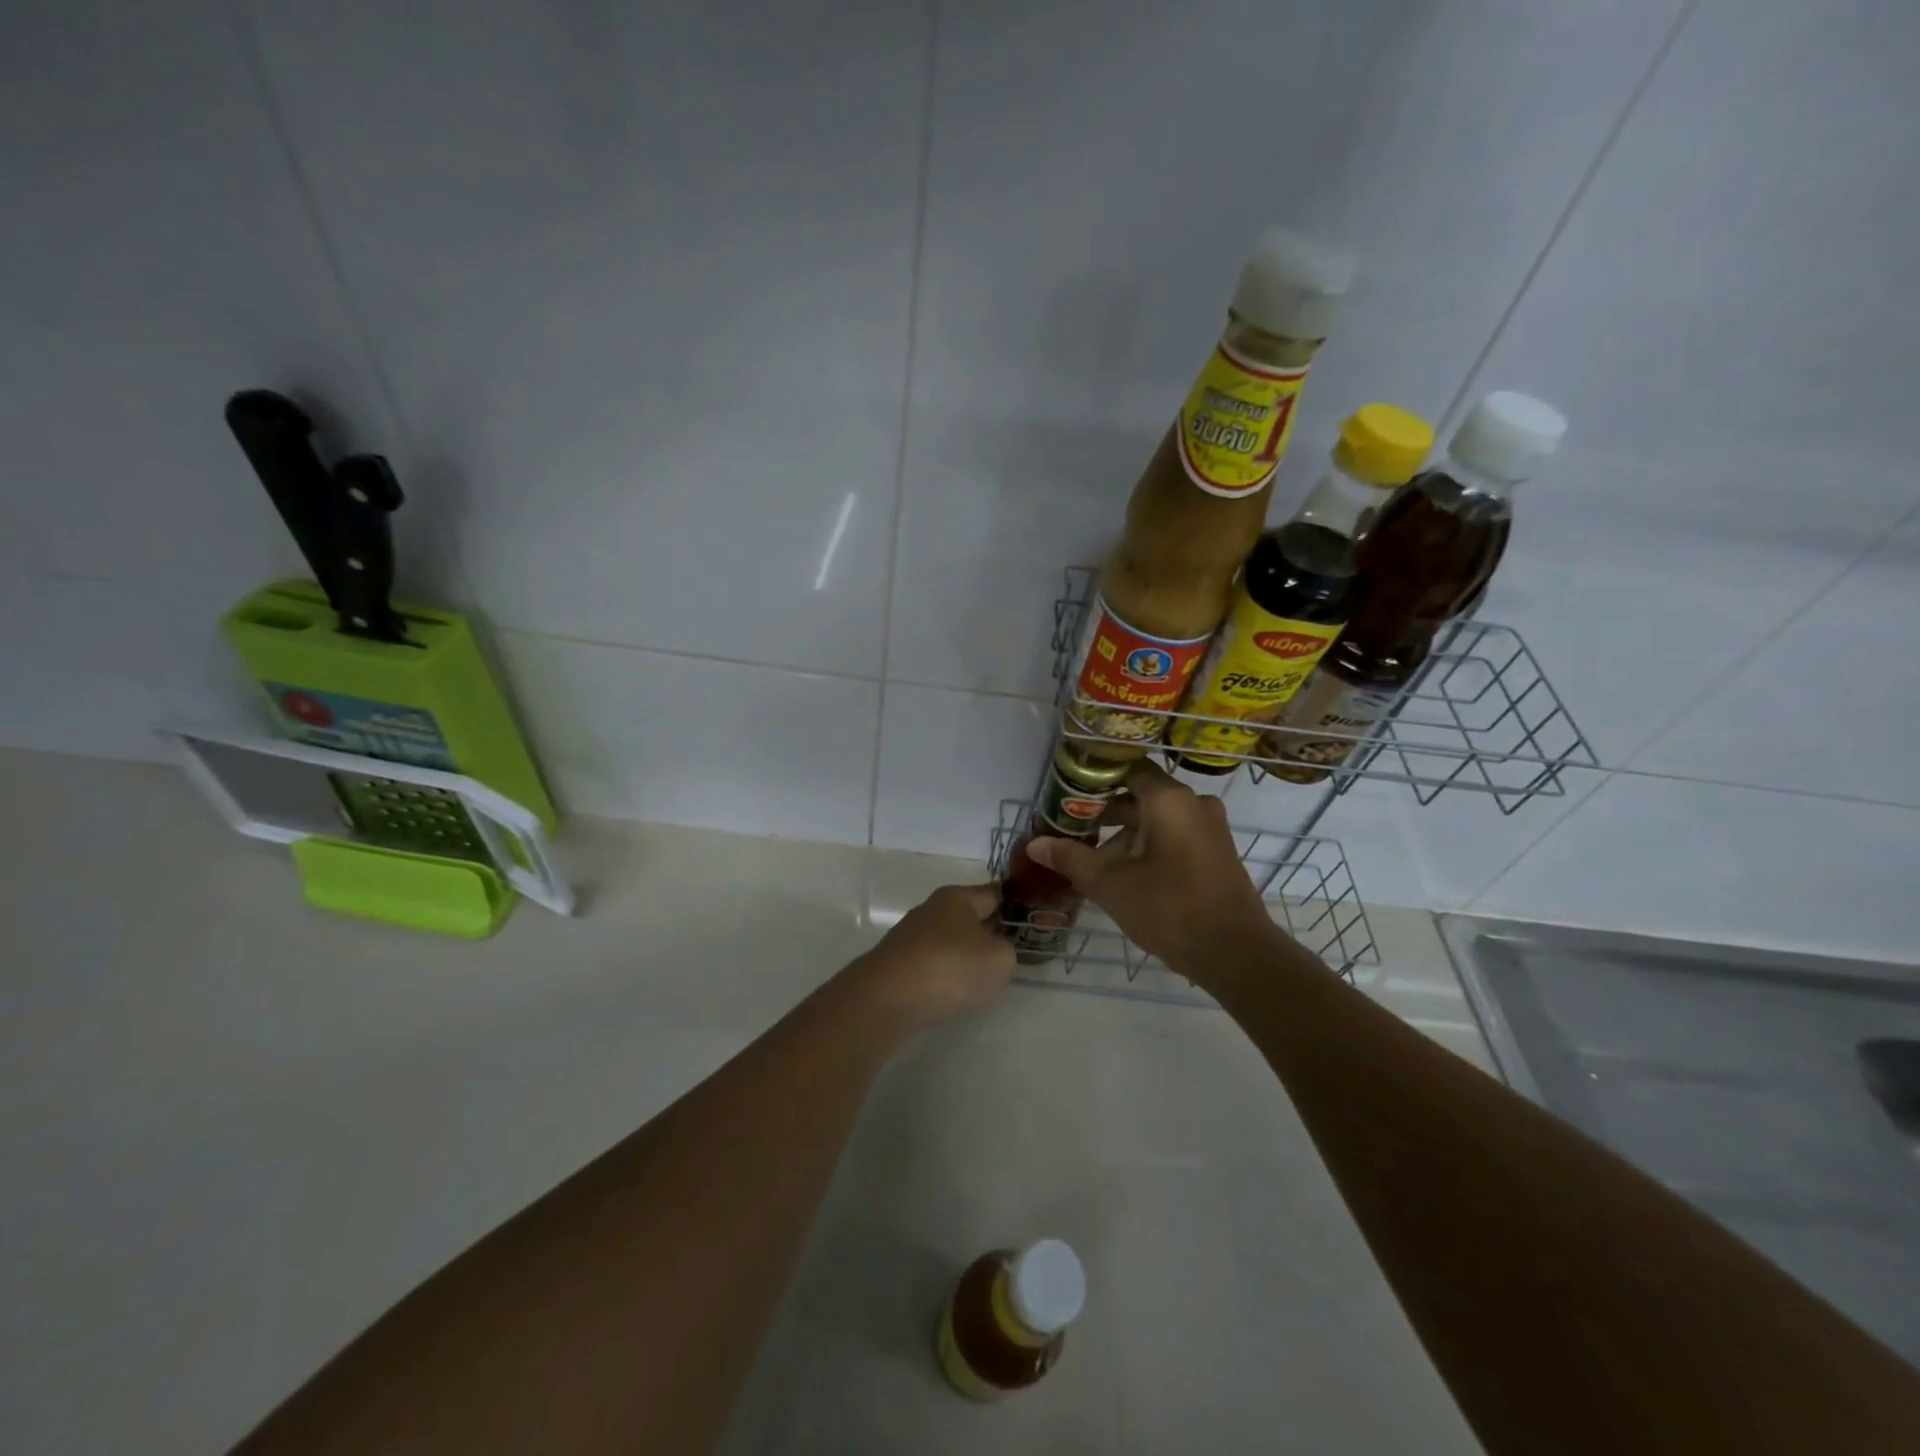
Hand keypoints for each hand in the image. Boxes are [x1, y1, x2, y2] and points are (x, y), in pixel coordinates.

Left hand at [847, 883, 1016, 1028]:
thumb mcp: (999, 959)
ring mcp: (910, 937)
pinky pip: (932, 966)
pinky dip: (944, 977)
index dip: (1015, 906)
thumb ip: (1008, 950)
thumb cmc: (950, 967)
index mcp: (957, 897)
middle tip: (1012, 957)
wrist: (887, 999)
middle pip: (970, 918)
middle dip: (989, 934)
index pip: (994, 893)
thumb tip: (996, 950)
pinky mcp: (896, 964)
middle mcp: (931, 909)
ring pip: (950, 943)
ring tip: (983, 982)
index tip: (1032, 922)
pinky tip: (952, 995)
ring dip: (966, 958)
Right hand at [1026, 761, 1285, 979]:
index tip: (1067, 795)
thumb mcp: (1110, 884)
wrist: (1235, 954)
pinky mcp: (1215, 854)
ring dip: (1123, 837)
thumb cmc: (1169, 908)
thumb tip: (1034, 845)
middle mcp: (1193, 804)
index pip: (1127, 769)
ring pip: (1156, 821)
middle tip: (1070, 831)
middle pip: (1139, 796)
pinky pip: (1174, 838)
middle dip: (1104, 815)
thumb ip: (1071, 858)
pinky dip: (1147, 849)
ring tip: (1090, 863)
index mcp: (1169, 799)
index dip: (1094, 780)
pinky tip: (1123, 877)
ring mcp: (1209, 829)